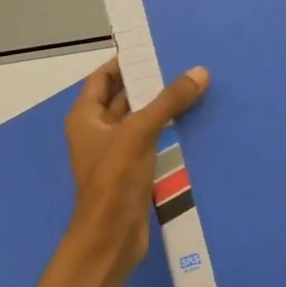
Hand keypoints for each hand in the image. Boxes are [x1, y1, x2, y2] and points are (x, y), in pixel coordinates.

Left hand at [62, 58, 209, 286]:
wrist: (110, 237)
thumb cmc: (114, 179)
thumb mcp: (140, 132)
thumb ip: (169, 101)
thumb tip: (199, 72)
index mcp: (86, 117)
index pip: (101, 78)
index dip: (123, 62)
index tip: (153, 49)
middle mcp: (97, 132)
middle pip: (122, 98)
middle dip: (149, 83)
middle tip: (182, 65)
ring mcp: (114, 154)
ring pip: (139, 122)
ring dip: (161, 109)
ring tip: (194, 89)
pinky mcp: (132, 173)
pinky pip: (150, 144)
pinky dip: (167, 133)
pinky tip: (192, 124)